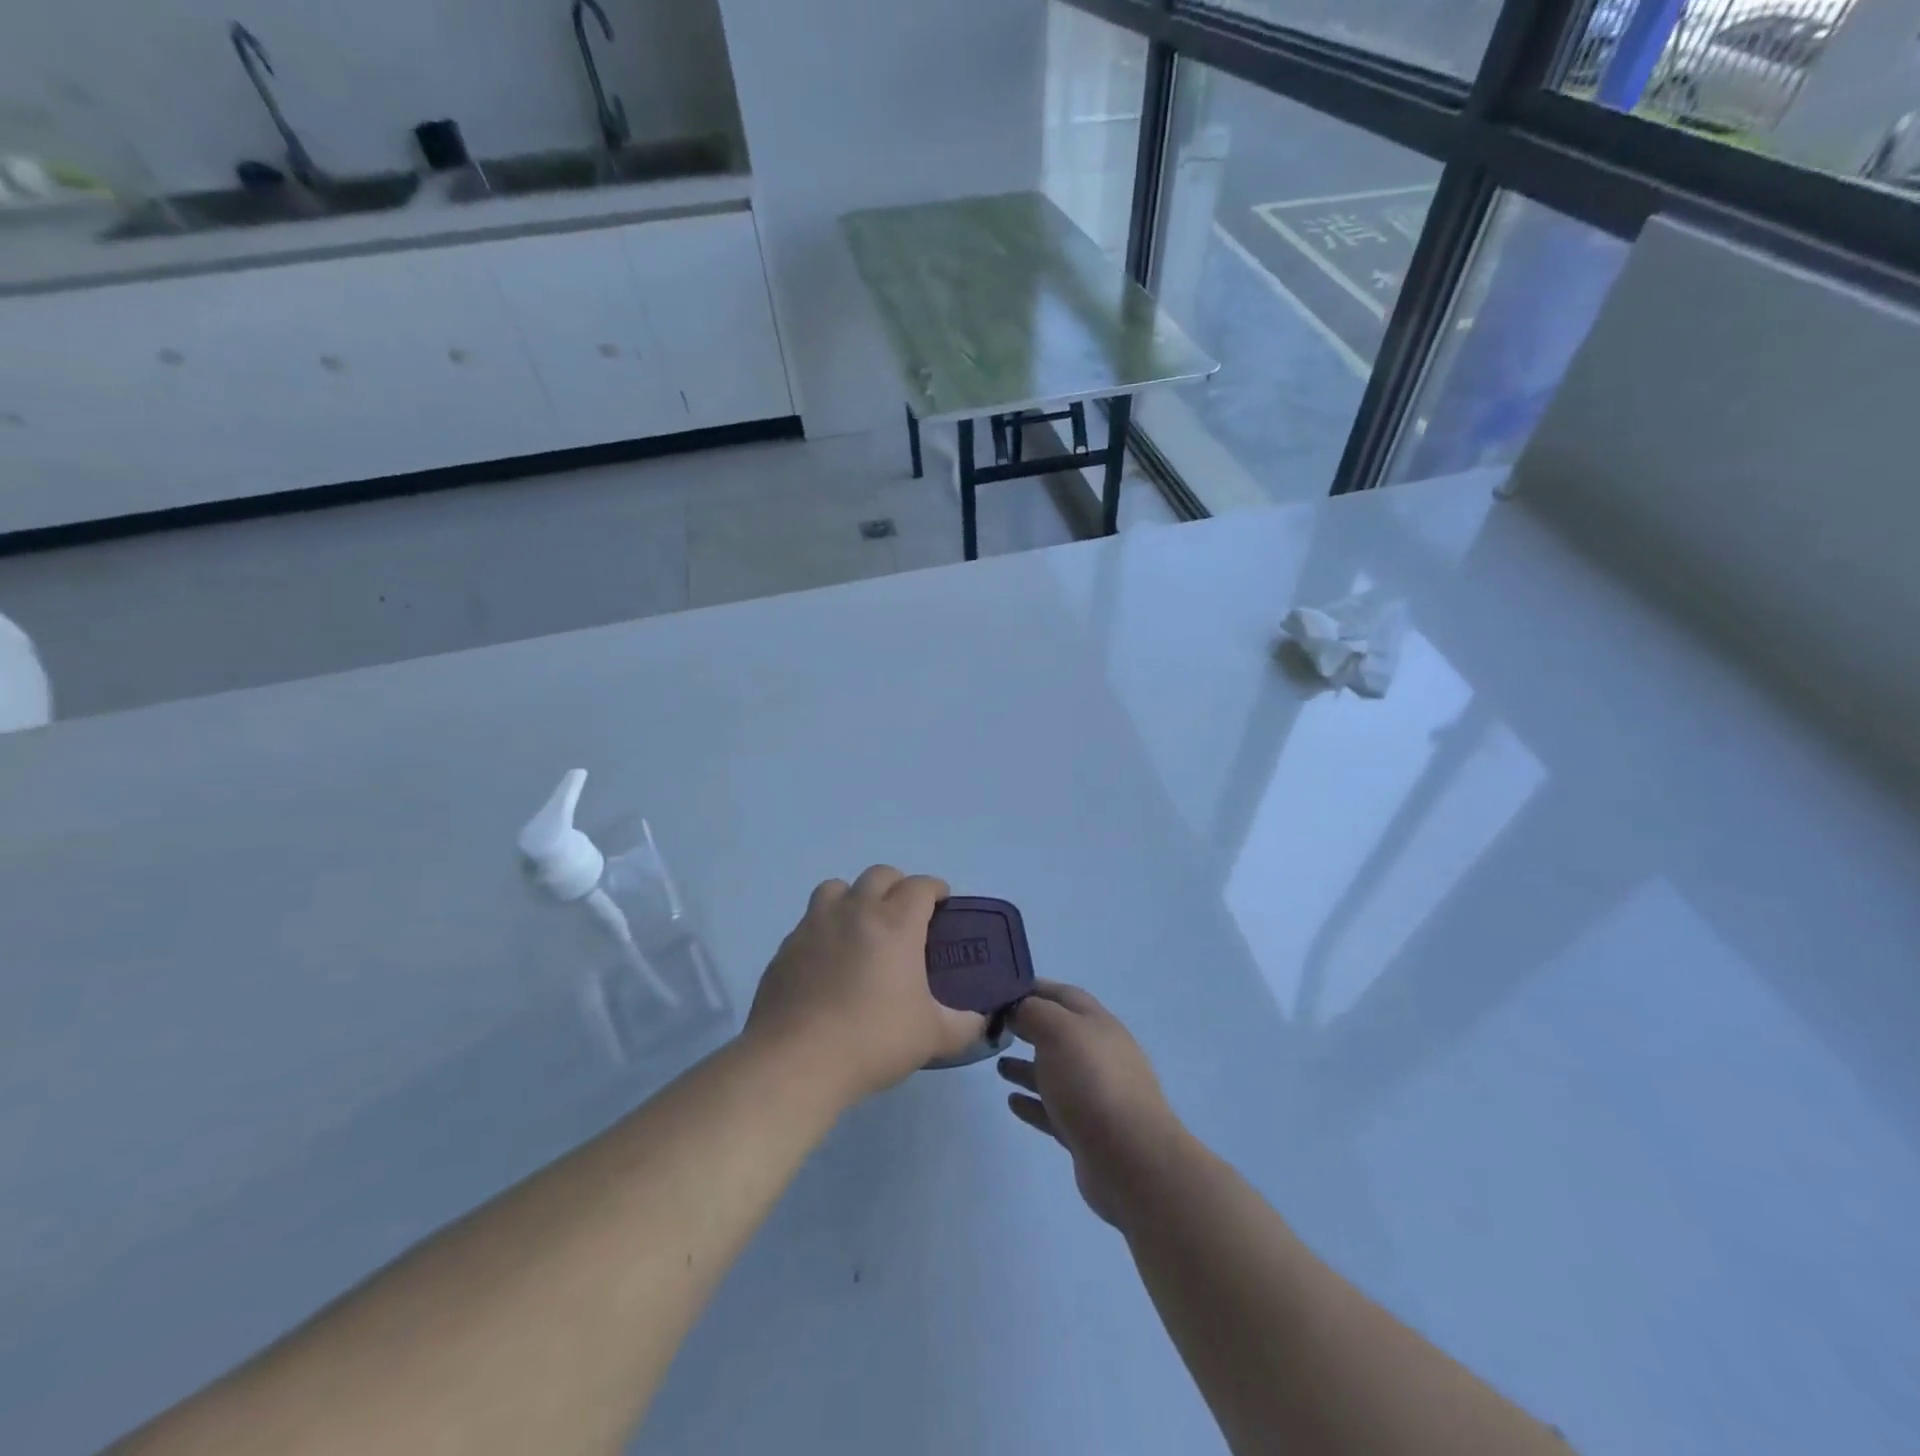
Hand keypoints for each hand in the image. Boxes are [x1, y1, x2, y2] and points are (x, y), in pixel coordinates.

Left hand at [747, 866, 986, 1105]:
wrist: (795, 1061)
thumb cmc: (872, 1040)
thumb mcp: (933, 1037)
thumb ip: (964, 1025)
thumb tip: (980, 1020)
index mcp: (895, 924)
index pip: (920, 886)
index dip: (935, 889)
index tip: (942, 903)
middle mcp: (855, 912)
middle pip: (879, 875)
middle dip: (897, 886)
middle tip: (905, 915)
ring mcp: (815, 925)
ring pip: (837, 887)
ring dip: (854, 897)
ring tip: (861, 927)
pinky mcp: (786, 947)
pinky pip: (810, 921)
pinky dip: (825, 928)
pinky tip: (828, 961)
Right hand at [997, 982, 1185, 1224]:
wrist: (1130, 1159)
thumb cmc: (1091, 1082)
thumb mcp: (1058, 1031)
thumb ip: (1033, 1012)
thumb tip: (1017, 1008)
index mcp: (1097, 1023)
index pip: (1063, 995)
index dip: (1034, 988)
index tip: (1001, 990)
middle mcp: (1099, 1054)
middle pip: (1059, 1033)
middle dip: (1029, 1027)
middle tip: (994, 1027)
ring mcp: (1094, 1094)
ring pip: (1055, 1072)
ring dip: (1027, 1066)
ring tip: (998, 1065)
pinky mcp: (1086, 1131)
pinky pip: (1053, 1109)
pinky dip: (1033, 1102)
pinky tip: (1012, 1101)